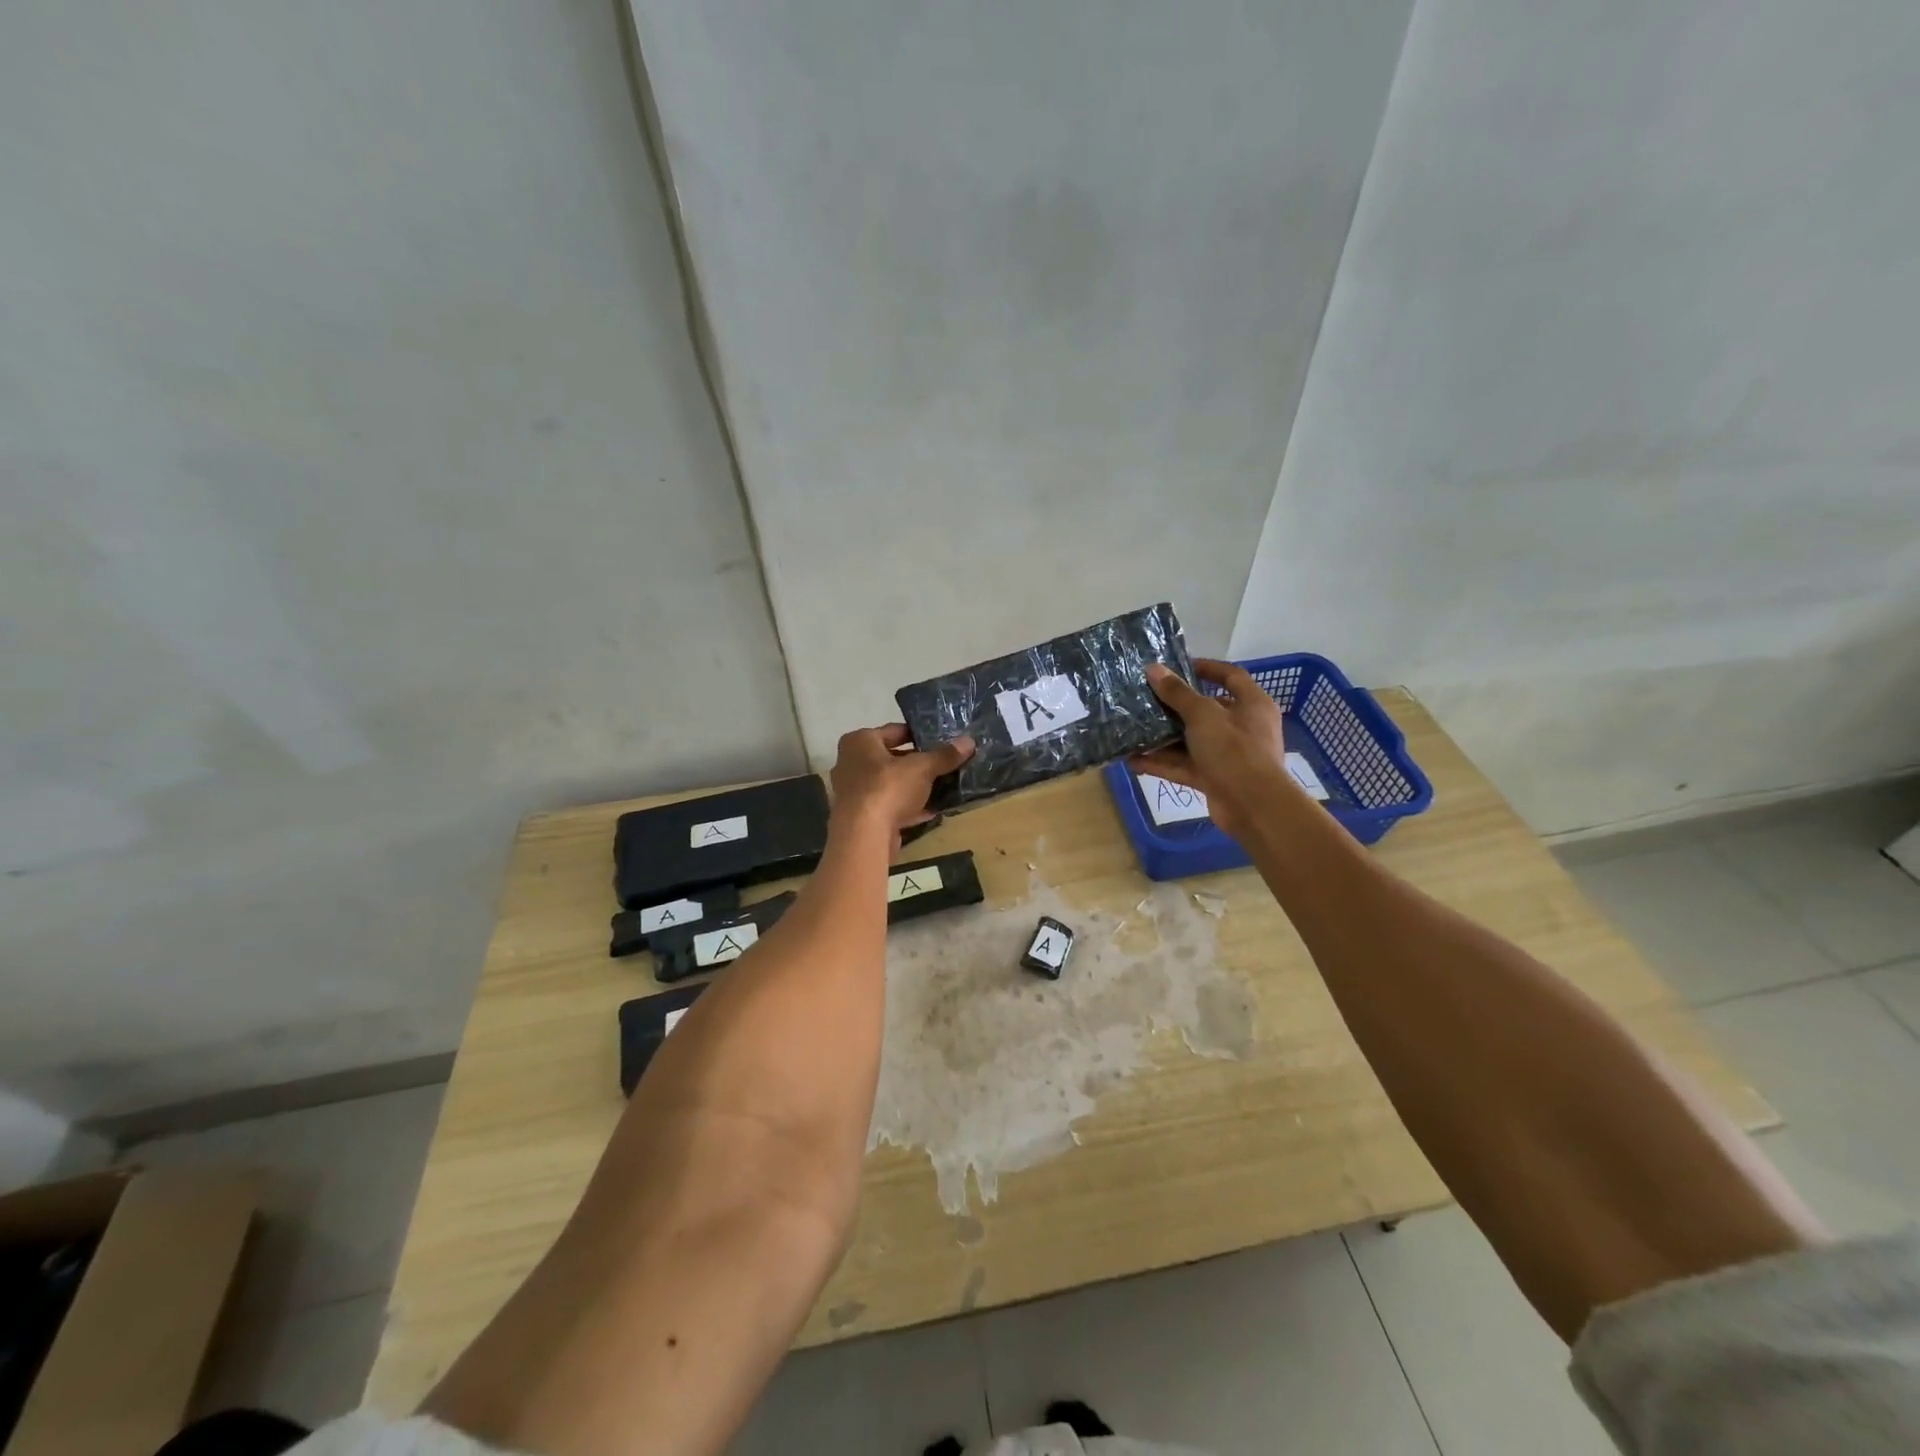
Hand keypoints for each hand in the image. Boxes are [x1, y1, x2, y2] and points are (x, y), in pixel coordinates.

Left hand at [829, 724, 973, 851]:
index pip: (894, 731)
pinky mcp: (861, 817)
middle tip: (945, 764)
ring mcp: (855, 792)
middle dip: (918, 763)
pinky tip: (932, 811)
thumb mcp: (922, 768)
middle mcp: (851, 763)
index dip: (919, 735)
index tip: (941, 741)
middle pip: (892, 759)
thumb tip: (969, 742)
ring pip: (891, 784)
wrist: (863, 835)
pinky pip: (890, 806)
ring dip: (915, 787)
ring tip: (943, 786)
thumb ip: (944, 755)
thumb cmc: (887, 788)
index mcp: (859, 742)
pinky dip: (908, 807)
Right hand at [1134, 659, 1301, 838]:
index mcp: (1252, 704)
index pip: (1230, 676)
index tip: (1177, 666)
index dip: (1206, 668)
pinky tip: (1135, 761)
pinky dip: (1163, 763)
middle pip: (1206, 710)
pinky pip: (1186, 766)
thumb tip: (1154, 669)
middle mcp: (1243, 727)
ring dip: (1163, 738)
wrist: (1254, 807)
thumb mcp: (1203, 715)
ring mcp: (1229, 755)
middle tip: (1146, 699)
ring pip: (1191, 741)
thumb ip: (1177, 693)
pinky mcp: (1215, 779)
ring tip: (1133, 731)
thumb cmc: (1234, 750)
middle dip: (1174, 707)